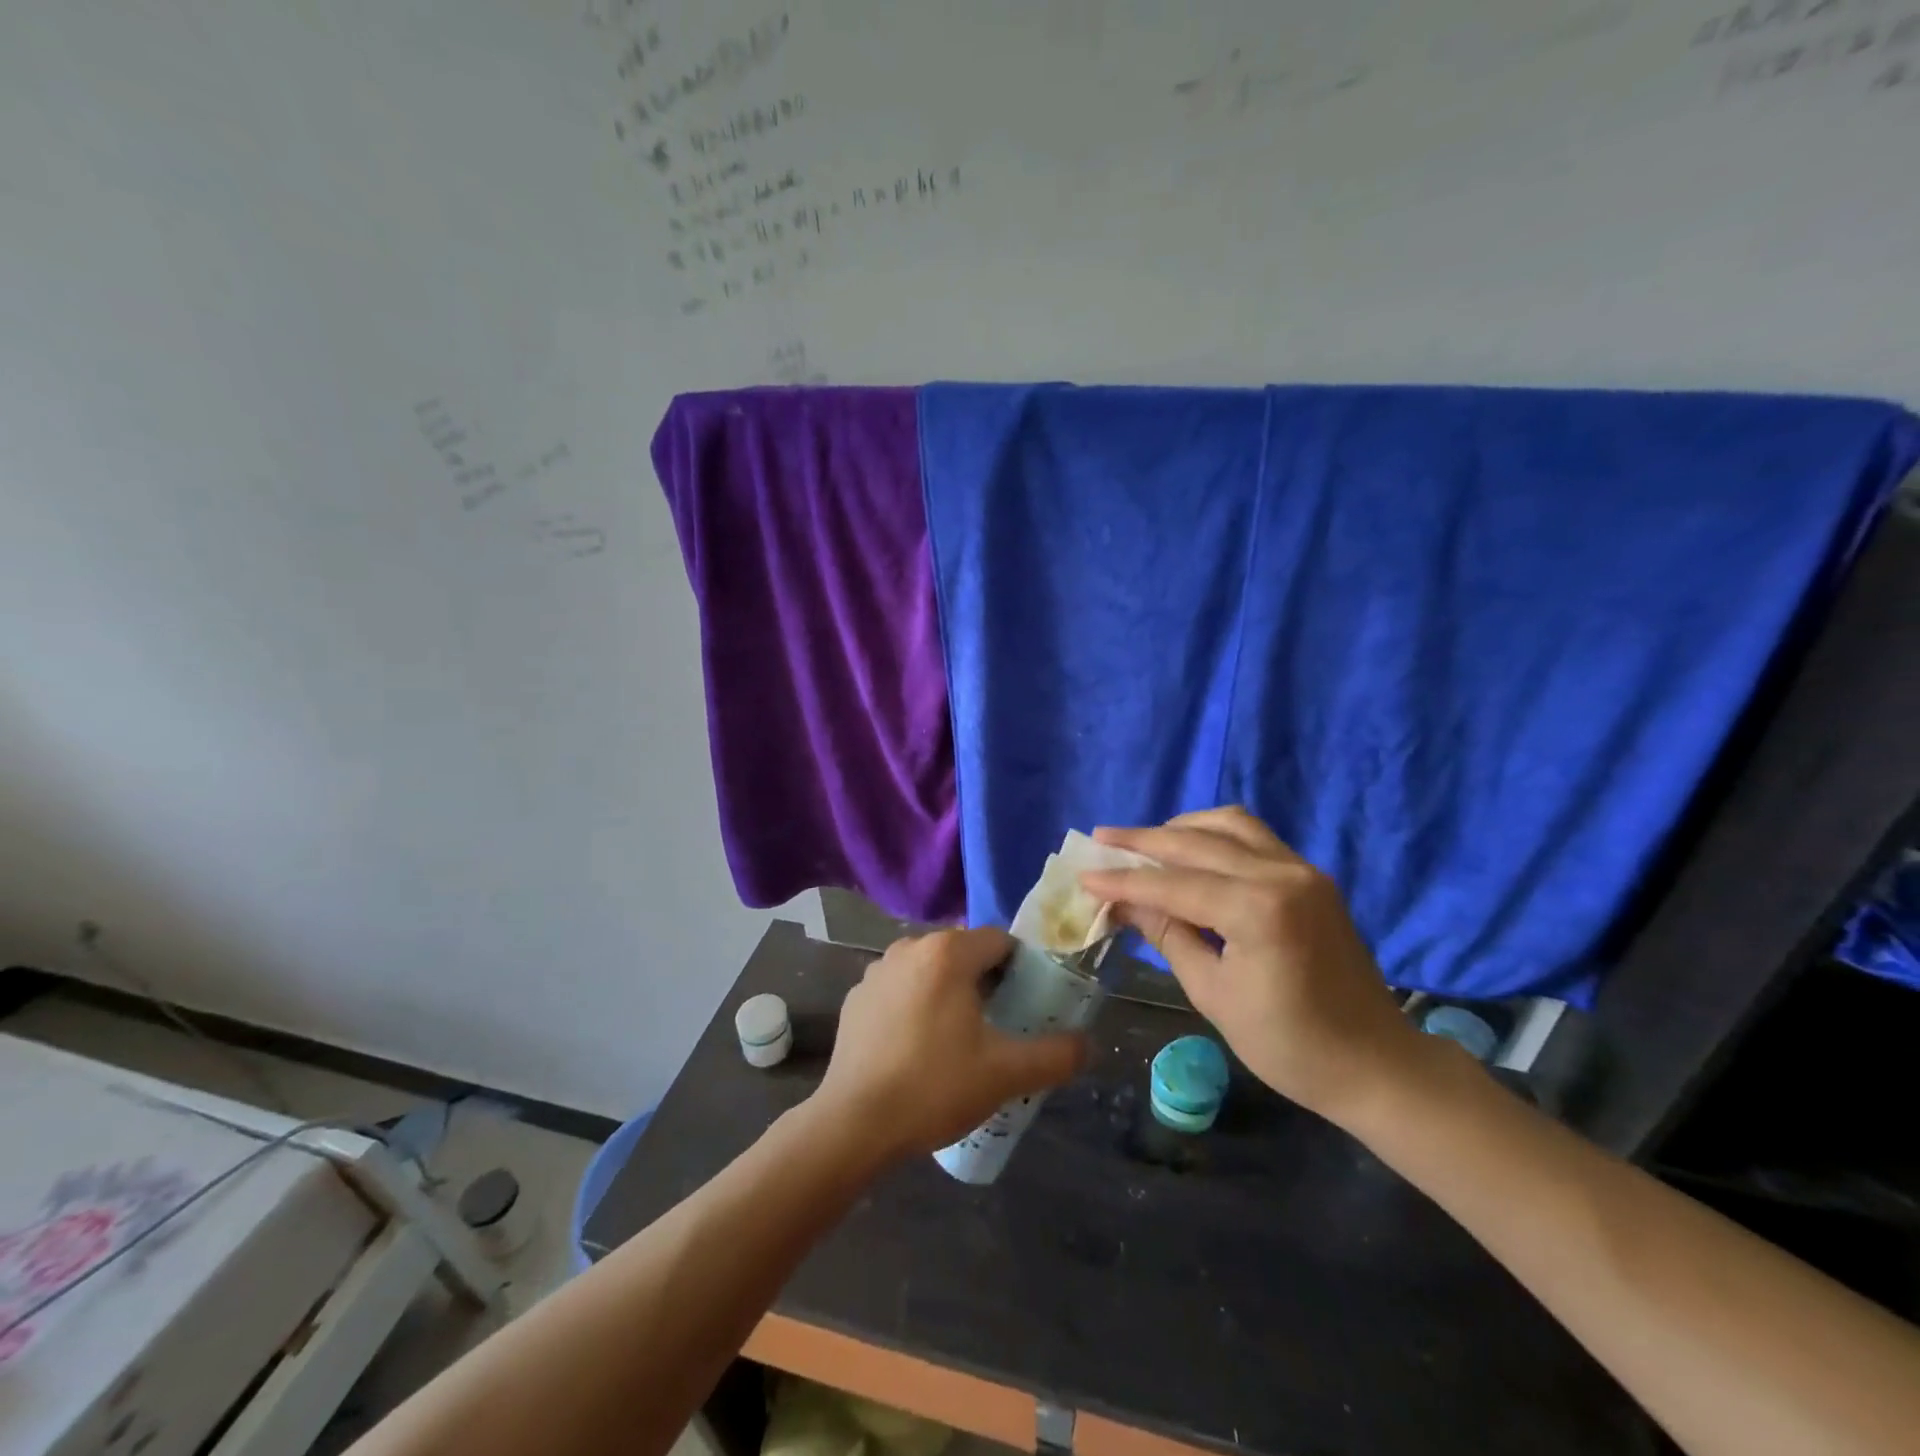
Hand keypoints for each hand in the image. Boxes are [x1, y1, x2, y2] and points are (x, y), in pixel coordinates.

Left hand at [814, 927, 1088, 1160]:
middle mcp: (910, 947)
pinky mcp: (857, 997)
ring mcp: (877, 970)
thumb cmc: (934, 1086)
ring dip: (949, 992)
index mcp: (948, 952)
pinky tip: (917, 1048)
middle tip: (998, 1027)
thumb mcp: (1005, 1074)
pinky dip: (916, 1005)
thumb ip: (1055, 1055)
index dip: (1020, 969)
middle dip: (986, 981)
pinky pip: (900, 989)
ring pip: (930, 970)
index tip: (1026, 1005)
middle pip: (964, 953)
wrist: (854, 1123)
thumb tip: (1088, 1045)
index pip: (999, 941)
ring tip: (959, 1040)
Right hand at [1079, 807, 1430, 1127]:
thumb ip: (1167, 934)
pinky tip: (1190, 850)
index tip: (1084, 875)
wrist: (1375, 1064)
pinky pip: (1253, 837)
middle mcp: (1282, 874)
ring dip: (1181, 828)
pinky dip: (1214, 835)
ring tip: (1145, 841)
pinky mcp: (1310, 876)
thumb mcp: (1213, 993)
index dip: (1124, 880)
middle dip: (1144, 840)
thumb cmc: (1288, 1045)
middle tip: (1100, 839)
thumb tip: (1122, 902)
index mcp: (1259, 910)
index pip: (1174, 884)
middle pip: (1198, 841)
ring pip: (1229, 824)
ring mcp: (1302, 869)